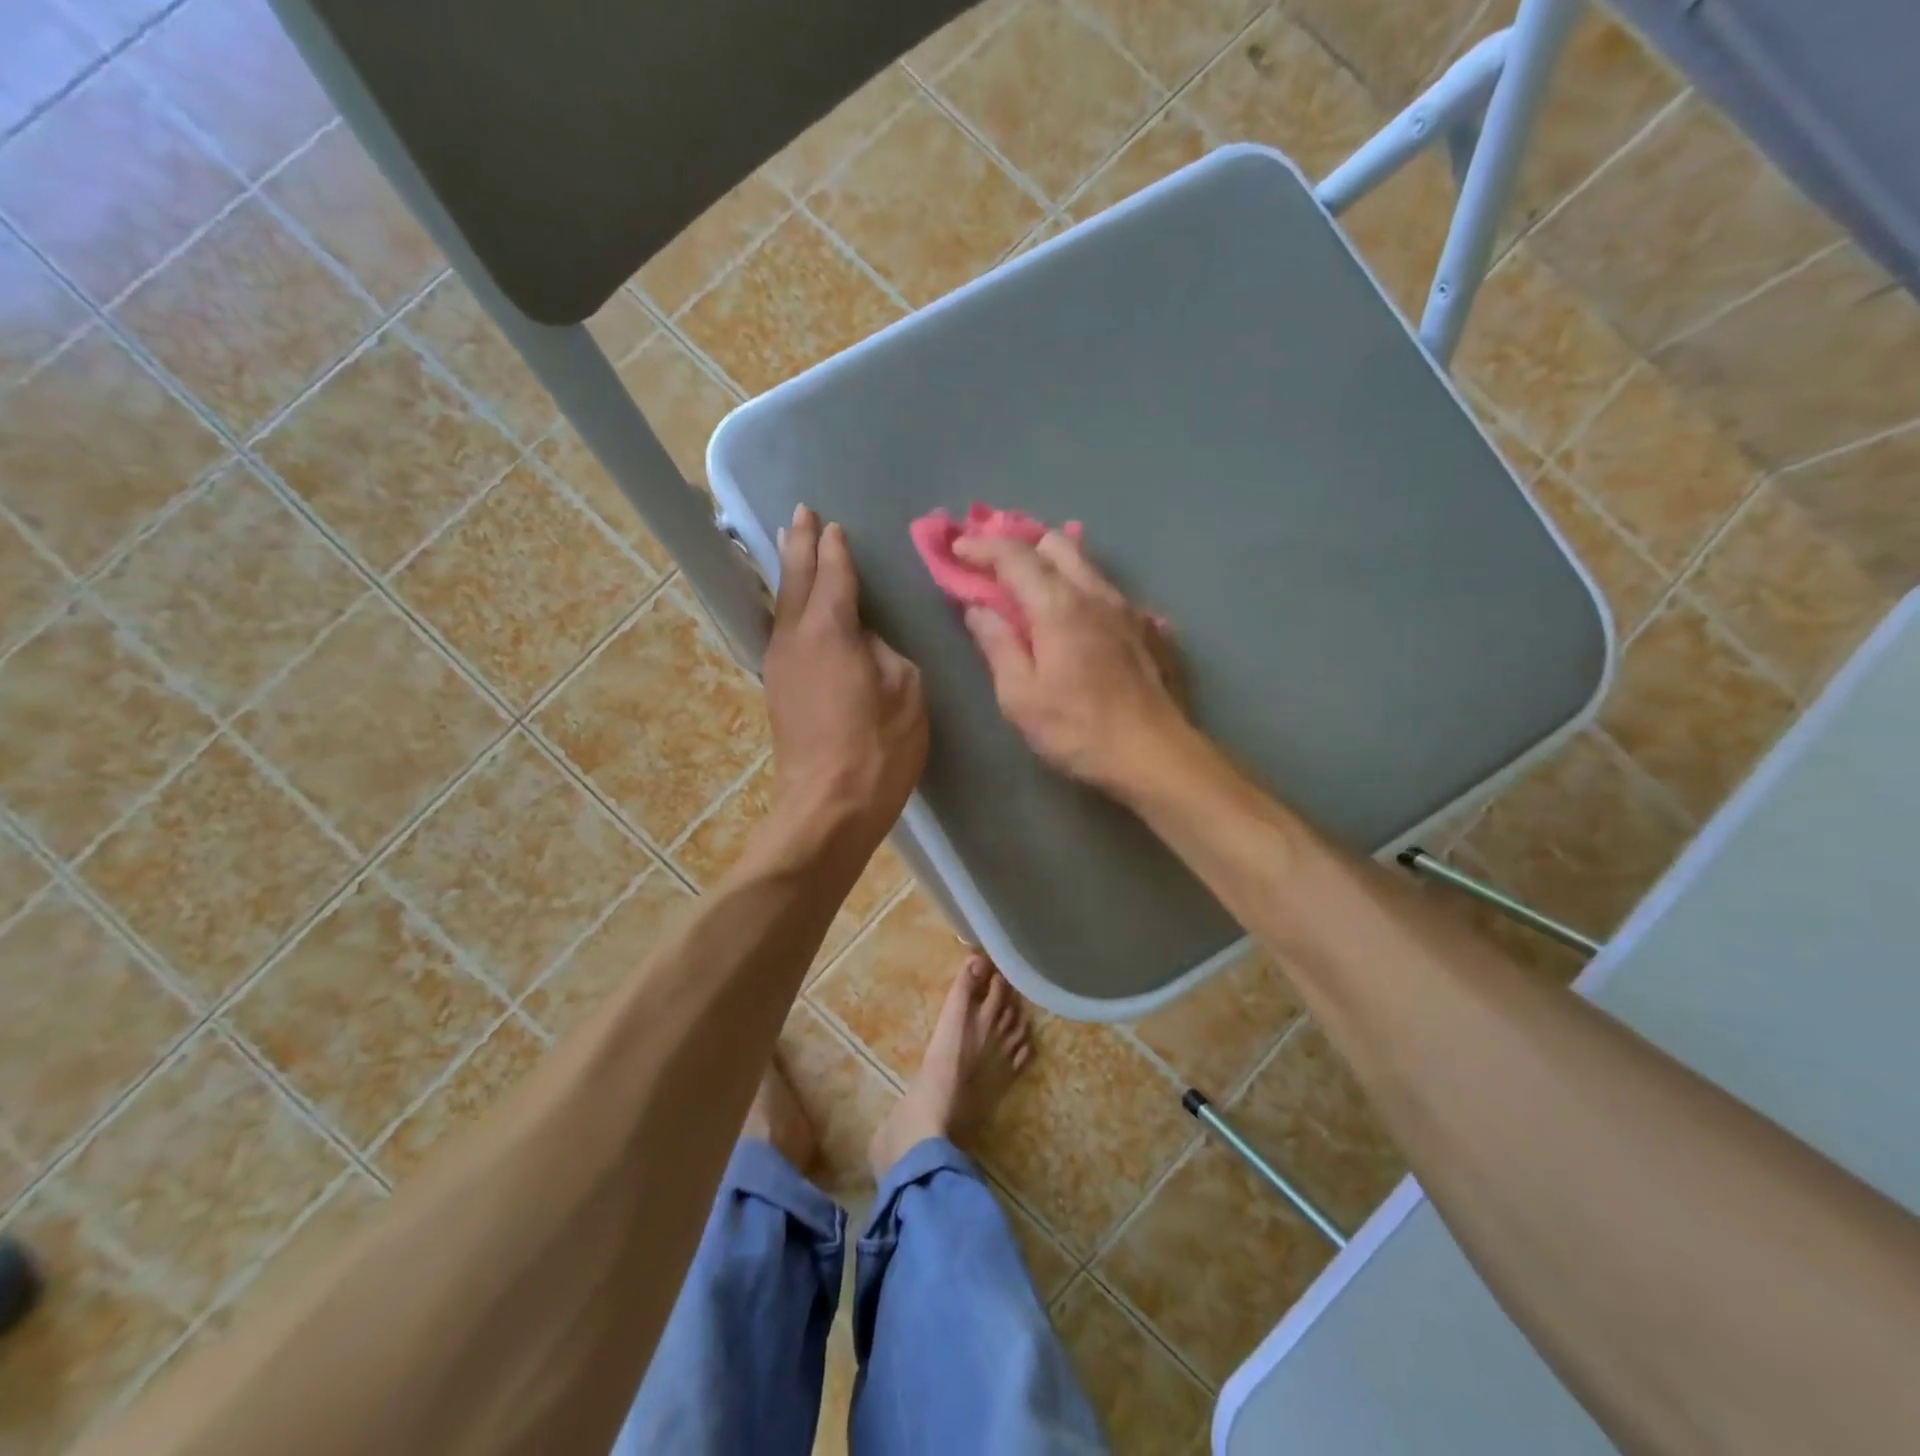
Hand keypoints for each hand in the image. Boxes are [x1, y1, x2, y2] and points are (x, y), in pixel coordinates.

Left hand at [764, 506, 927, 835]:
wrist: (827, 808)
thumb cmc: (877, 748)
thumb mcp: (904, 690)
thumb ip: (885, 651)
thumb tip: (864, 640)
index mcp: (829, 630)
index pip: (833, 574)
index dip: (835, 548)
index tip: (834, 524)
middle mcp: (795, 638)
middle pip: (795, 580)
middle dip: (799, 544)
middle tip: (802, 514)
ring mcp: (779, 665)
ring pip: (782, 605)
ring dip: (790, 573)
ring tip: (793, 547)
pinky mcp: (777, 691)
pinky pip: (783, 631)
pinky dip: (790, 606)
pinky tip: (797, 607)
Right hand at [957, 531, 1187, 793]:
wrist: (1154, 754)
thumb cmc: (1077, 730)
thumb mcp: (1020, 697)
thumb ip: (997, 645)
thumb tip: (978, 609)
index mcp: (1058, 606)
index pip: (1014, 556)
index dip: (981, 547)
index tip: (957, 548)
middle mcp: (1095, 594)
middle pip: (1055, 544)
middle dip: (1020, 545)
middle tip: (994, 565)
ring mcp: (1127, 608)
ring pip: (1085, 564)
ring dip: (1052, 563)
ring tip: (1030, 586)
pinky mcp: (1146, 627)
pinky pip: (1107, 590)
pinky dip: (1080, 589)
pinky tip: (1075, 617)